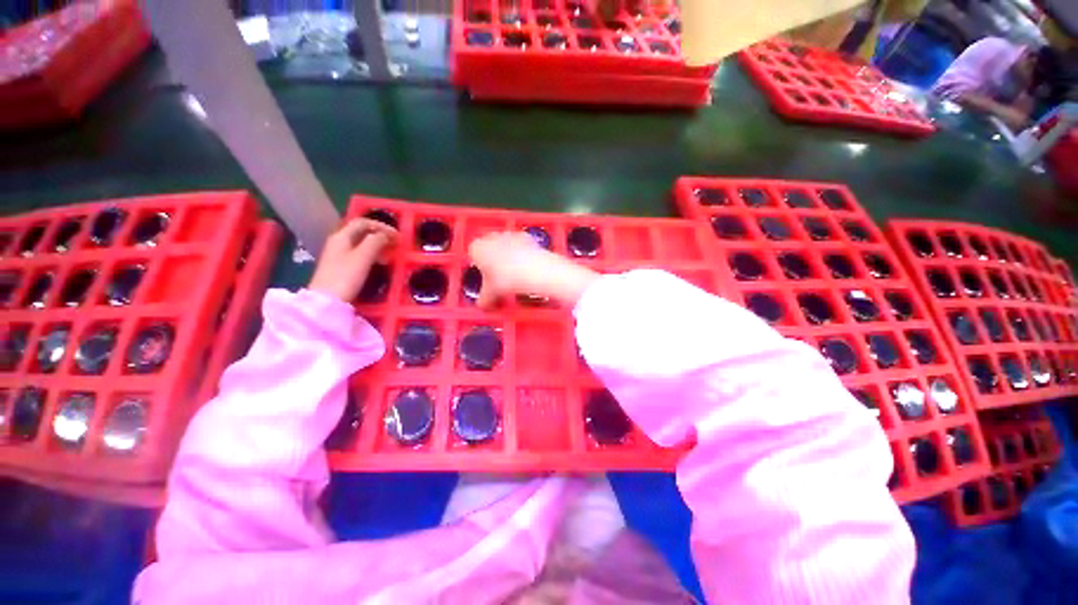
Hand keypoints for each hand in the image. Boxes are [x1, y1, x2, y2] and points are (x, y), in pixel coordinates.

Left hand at [309, 218, 397, 301]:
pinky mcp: (340, 266)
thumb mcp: (363, 257)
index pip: (363, 222)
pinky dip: (372, 253)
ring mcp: (338, 254)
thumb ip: (376, 242)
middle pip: (361, 231)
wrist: (327, 301)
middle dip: (380, 234)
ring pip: (360, 242)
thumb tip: (386, 235)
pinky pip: (359, 253)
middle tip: (396, 243)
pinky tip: (378, 262)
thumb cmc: (346, 277)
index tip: (398, 236)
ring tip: (390, 252)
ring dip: (377, 244)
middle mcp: (338, 241)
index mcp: (342, 236)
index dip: (382, 226)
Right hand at [469, 231, 598, 308]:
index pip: (473, 250)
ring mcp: (515, 235)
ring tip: (517, 274)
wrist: (537, 270)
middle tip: (501, 277)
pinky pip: (525, 245)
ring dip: (510, 255)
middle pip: (491, 246)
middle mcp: (496, 237)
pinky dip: (526, 254)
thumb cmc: (508, 280)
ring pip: (508, 245)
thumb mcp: (493, 293)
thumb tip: (482, 308)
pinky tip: (531, 268)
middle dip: (495, 259)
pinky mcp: (533, 239)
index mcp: (481, 247)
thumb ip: (486, 299)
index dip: (479, 264)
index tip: (486, 278)